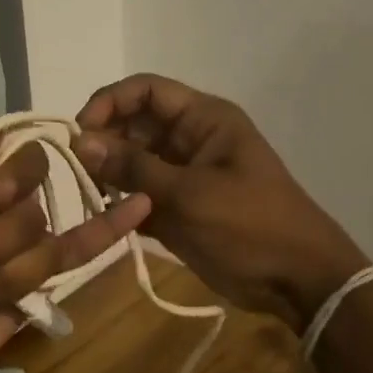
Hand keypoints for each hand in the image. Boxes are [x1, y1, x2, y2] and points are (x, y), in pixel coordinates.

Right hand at [73, 74, 367, 327]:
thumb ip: (134, 167)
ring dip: (107, 174)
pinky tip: (102, 217)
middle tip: (78, 170)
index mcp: (203, 120)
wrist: (295, 280)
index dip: (109, 102)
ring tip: (88, 195)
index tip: (80, 131)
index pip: (146, 91)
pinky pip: (137, 195)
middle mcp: (188, 140)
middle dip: (103, 141)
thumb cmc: (250, 226)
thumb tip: (81, 141)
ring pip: (131, 161)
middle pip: (133, 124)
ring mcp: (181, 175)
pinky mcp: (175, 208)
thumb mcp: (190, 194)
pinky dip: (119, 203)